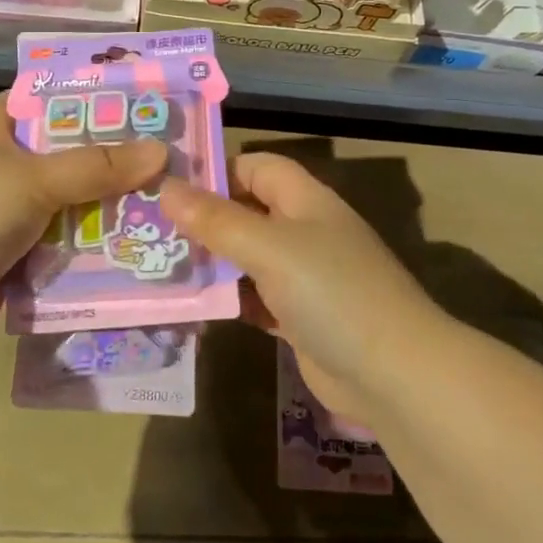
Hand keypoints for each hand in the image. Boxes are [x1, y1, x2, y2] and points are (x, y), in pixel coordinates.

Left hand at [0, 95, 167, 349]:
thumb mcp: (36, 178)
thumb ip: (96, 167)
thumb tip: (160, 153)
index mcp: (0, 141)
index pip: (26, 103)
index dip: (60, 96)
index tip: (109, 94)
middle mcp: (11, 178)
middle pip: (67, 161)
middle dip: (109, 161)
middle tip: (165, 155)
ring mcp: (19, 224)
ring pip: (75, 211)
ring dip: (112, 213)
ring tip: (171, 204)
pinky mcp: (27, 265)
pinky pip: (73, 256)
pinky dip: (101, 257)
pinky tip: (145, 251)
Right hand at [159, 153, 444, 421]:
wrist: (393, 375)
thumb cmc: (332, 293)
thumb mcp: (269, 248)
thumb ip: (217, 220)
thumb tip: (166, 187)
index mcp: (305, 200)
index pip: (256, 167)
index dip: (216, 171)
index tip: (168, 187)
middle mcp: (304, 231)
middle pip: (247, 212)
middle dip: (204, 220)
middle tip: (149, 230)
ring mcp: (303, 277)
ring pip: (247, 258)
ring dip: (212, 263)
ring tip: (158, 267)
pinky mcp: (299, 317)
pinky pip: (254, 298)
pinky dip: (229, 300)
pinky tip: (194, 308)